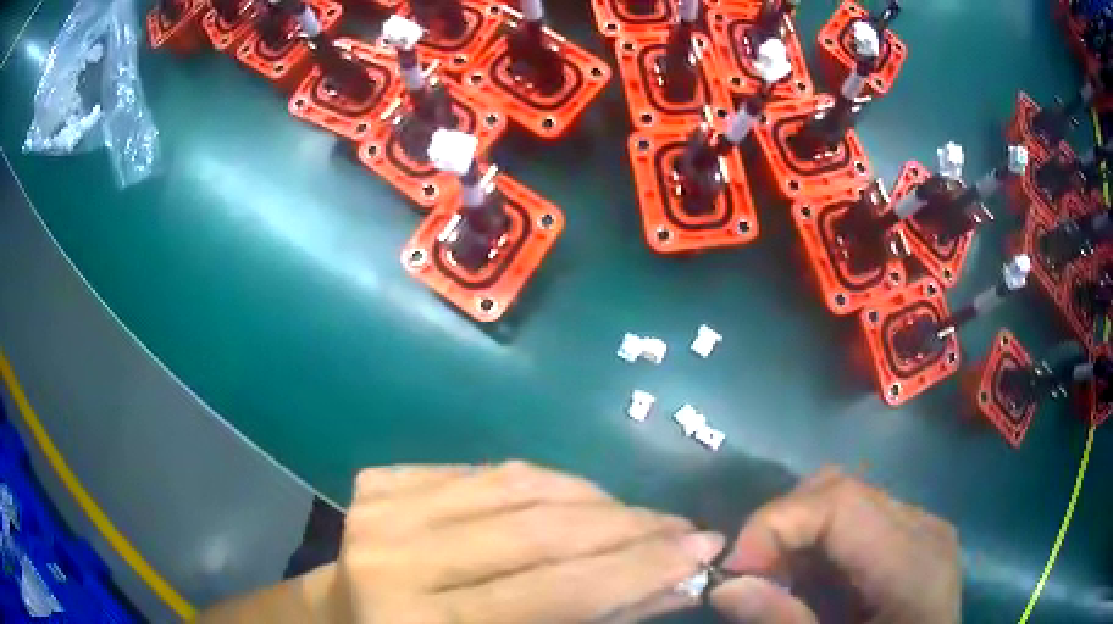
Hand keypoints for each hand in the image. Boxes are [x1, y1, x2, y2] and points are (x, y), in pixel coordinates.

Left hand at [330, 462, 725, 622]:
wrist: (343, 620)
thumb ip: (591, 623)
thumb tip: (675, 584)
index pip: (555, 590)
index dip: (639, 568)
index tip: (703, 549)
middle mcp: (394, 559)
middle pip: (537, 529)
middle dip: (627, 527)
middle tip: (680, 528)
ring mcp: (378, 510)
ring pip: (516, 485)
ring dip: (593, 498)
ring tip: (637, 515)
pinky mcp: (377, 481)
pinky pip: (482, 470)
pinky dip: (539, 483)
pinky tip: (573, 501)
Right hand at [710, 467, 959, 623]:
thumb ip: (784, 623)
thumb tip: (725, 585)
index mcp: (914, 562)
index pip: (841, 501)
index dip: (777, 523)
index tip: (733, 570)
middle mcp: (924, 529)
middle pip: (842, 488)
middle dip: (782, 527)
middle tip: (752, 579)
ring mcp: (924, 530)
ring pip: (846, 499)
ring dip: (798, 535)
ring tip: (779, 584)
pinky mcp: (915, 540)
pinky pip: (858, 522)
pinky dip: (820, 545)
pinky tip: (811, 583)